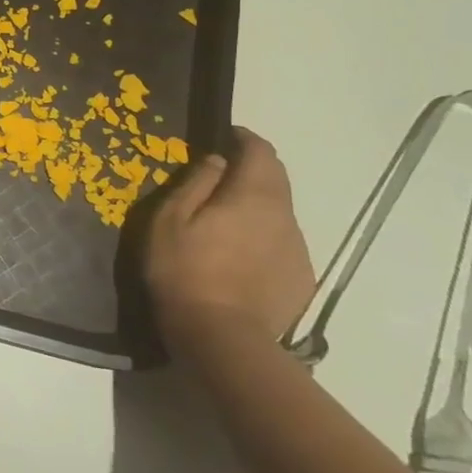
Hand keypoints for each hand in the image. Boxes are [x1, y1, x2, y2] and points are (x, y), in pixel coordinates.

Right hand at [144, 127, 317, 357]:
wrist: (222, 337)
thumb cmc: (185, 270)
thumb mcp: (170, 220)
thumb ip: (195, 183)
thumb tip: (217, 161)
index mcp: (253, 195)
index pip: (260, 151)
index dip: (244, 138)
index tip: (224, 135)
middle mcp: (284, 216)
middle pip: (277, 178)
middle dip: (253, 167)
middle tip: (221, 173)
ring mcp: (297, 248)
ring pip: (280, 211)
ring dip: (258, 204)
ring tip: (227, 218)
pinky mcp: (301, 277)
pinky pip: (282, 242)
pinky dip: (264, 235)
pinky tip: (240, 254)